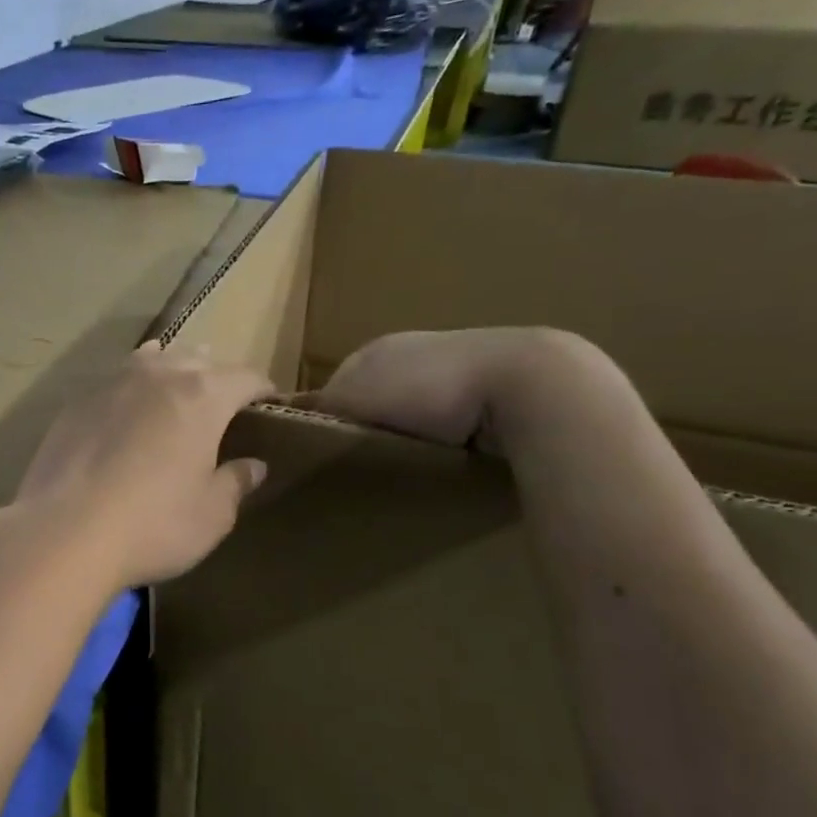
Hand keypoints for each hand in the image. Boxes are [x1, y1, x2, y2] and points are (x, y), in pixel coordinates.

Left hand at [6, 343, 272, 588]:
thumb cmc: (153, 525)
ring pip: (152, 360)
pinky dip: (131, 389)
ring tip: (176, 388)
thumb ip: (235, 483)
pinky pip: (115, 382)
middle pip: (198, 359)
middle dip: (216, 376)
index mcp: (203, 396)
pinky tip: (126, 409)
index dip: (262, 390)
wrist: (64, 532)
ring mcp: (112, 383)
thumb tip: (253, 465)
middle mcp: (159, 375)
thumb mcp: (211, 515)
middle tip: (223, 403)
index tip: (270, 405)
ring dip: (170, 370)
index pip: (245, 378)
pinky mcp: (75, 403)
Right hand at [303, 328, 613, 454]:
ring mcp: (457, 367)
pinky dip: (445, 437)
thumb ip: (322, 406)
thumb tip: (294, 417)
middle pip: (377, 397)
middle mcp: (413, 352)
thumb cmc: (425, 387)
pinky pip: (453, 419)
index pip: (336, 386)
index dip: (329, 419)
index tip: (323, 455)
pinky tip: (445, 458)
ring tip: (404, 467)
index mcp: (376, 349)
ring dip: (409, 433)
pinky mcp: (493, 388)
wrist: (522, 382)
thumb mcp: (355, 396)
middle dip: (370, 426)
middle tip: (363, 466)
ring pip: (415, 409)